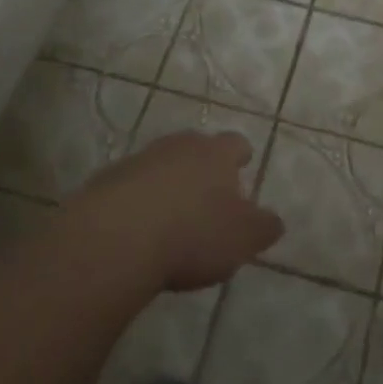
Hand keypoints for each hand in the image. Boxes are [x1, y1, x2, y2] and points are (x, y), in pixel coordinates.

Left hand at [67, 130, 284, 291]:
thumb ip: (263, 228)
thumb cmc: (192, 234)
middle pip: (197, 148)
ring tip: (171, 216)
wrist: (116, 238)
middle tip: (208, 196)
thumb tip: (275, 221)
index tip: (243, 168)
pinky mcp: (107, 180)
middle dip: (203, 167)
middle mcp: (181, 146)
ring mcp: (141, 159)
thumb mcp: (241, 239)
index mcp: (217, 154)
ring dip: (169, 182)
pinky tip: (138, 229)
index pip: (236, 144)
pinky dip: (138, 200)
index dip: (241, 157)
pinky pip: (131, 185)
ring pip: (163, 163)